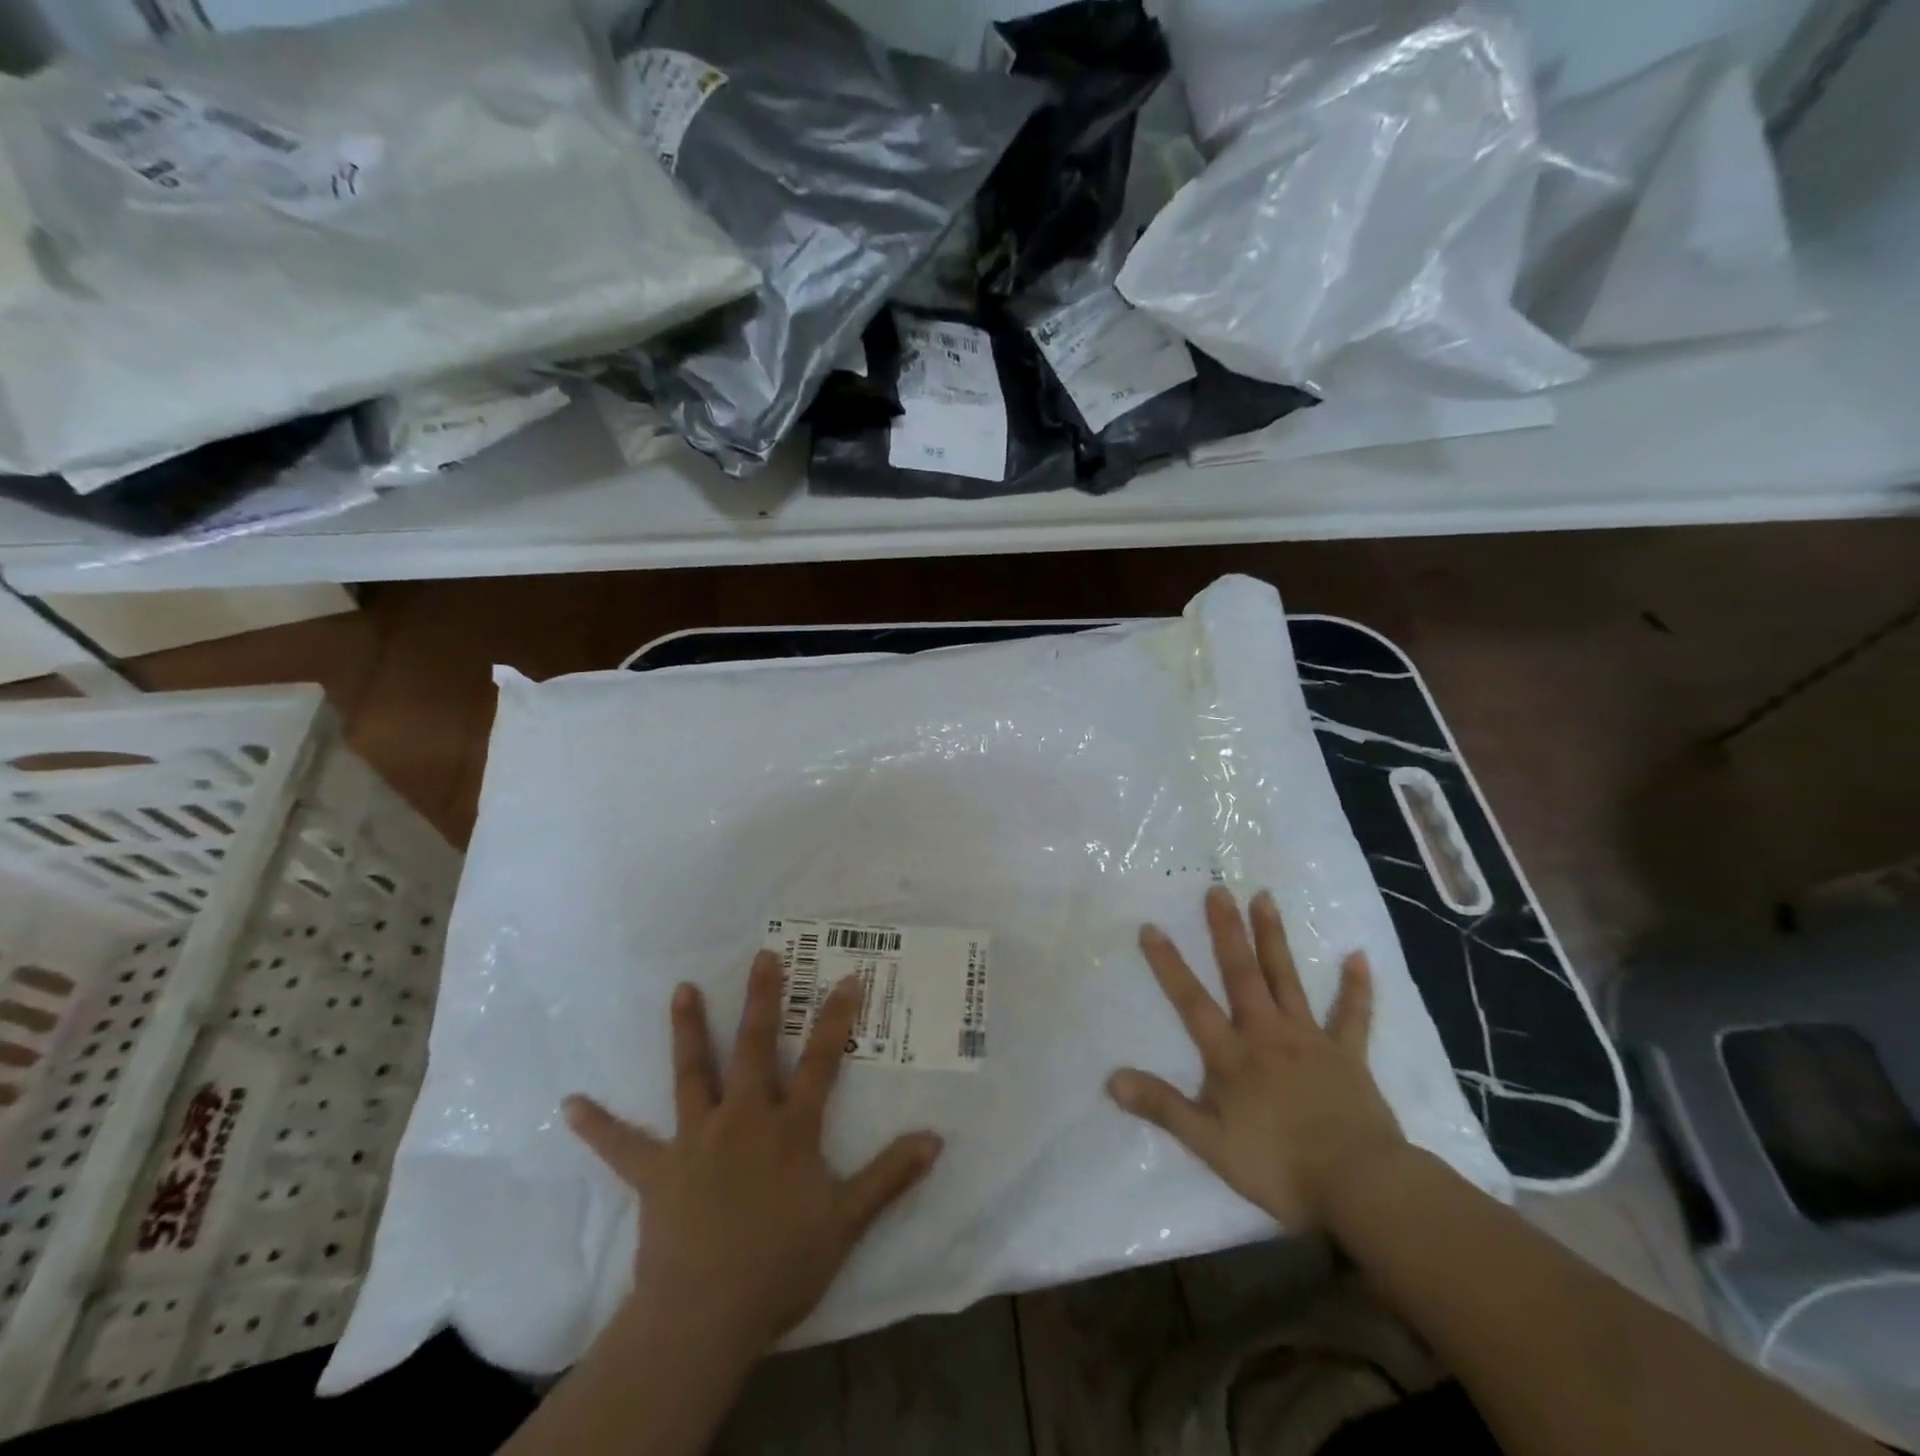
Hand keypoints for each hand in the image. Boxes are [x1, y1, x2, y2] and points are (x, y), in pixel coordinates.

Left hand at [564, 951, 943, 1350]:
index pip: (820, 1061)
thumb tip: (936, 1139)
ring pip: (692, 1074)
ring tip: (681, 989)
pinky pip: (623, 1145)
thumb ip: (890, 1176)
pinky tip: (569, 1103)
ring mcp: (696, 1140)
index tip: (847, 977)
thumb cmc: (781, 1265)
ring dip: (687, 1030)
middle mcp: (742, 1119)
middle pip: (754, 1048)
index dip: (835, 1018)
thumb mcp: (847, 1221)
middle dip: (761, 1000)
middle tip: (763, 956)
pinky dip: (597, 1125)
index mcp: (789, 1128)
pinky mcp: (656, 1171)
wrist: (706, 1316)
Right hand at [1107, 886, 1407, 1229]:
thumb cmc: (1280, 1167)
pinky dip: (1356, 987)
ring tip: (1264, 898)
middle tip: (1217, 889)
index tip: (1151, 927)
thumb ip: (1163, 1108)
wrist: (1361, 1186)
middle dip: (1227, 931)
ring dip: (1274, 938)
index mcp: (1233, 1056)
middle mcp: (1268, 1034)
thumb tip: (1112, 1080)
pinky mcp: (1348, 1056)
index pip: (1192, 1002)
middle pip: (1242, 974)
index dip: (1169, 965)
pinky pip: (1352, 1016)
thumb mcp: (1210, 1144)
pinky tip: (1358, 956)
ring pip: (1288, 980)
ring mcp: (1311, 1040)